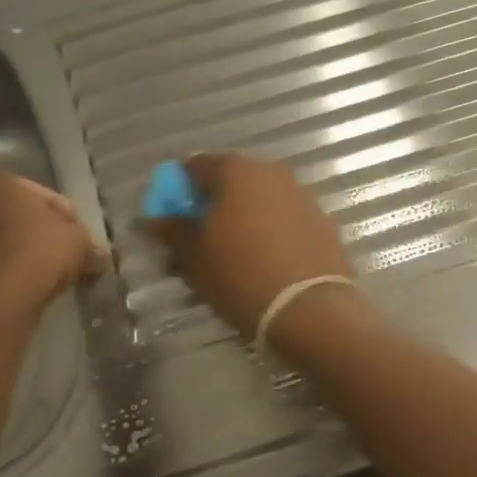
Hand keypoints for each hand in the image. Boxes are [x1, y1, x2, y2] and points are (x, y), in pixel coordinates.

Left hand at [0, 166, 105, 307]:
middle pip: (12, 214)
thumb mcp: (79, 241)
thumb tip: (98, 256)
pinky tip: (21, 287)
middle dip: (36, 232)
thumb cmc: (38, 253)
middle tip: (62, 256)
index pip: (40, 194)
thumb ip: (87, 242)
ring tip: (42, 276)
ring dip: (15, 252)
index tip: (79, 240)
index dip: (66, 218)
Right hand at [142, 154, 354, 337]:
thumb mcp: (195, 258)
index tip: (173, 219)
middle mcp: (272, 173)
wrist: (309, 309)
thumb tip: (153, 219)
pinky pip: (287, 220)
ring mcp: (303, 196)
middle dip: (215, 205)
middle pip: (233, 181)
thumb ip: (173, 231)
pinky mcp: (324, 223)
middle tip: (202, 240)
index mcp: (236, 171)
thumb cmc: (241, 276)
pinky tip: (267, 262)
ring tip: (235, 256)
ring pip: (263, 201)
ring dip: (246, 219)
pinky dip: (273, 233)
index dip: (179, 191)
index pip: (196, 167)